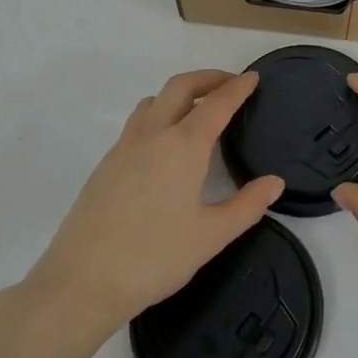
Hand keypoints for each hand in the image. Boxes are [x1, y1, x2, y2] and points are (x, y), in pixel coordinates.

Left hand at [25, 70, 281, 334]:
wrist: (82, 281)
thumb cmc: (154, 257)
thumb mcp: (211, 237)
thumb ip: (247, 206)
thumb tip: (275, 182)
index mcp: (183, 146)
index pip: (216, 104)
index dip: (237, 88)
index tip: (252, 77)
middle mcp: (153, 135)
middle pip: (181, 87)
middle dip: (208, 78)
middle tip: (230, 84)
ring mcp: (124, 147)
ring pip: (154, 101)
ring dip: (180, 93)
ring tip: (198, 109)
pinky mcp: (106, 163)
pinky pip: (138, 122)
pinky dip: (159, 114)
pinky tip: (165, 144)